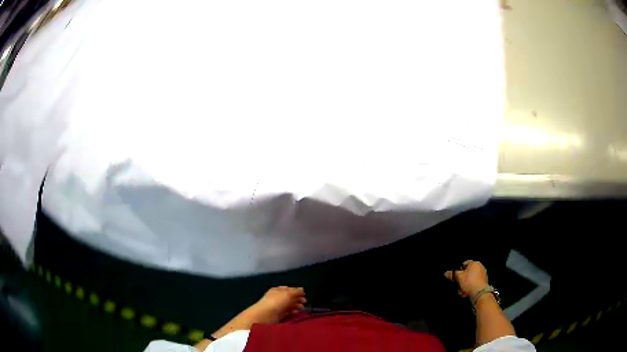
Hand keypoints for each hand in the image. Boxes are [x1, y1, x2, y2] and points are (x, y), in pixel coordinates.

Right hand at [444, 260, 488, 297]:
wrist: (479, 293)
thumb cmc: (469, 282)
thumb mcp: (459, 277)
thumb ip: (452, 274)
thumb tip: (446, 273)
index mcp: (475, 263)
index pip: (464, 264)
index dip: (458, 270)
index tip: (455, 277)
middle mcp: (480, 267)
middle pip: (467, 273)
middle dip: (461, 280)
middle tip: (458, 286)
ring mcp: (483, 275)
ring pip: (470, 280)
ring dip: (465, 286)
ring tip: (462, 292)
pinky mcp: (483, 283)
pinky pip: (474, 284)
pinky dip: (470, 288)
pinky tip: (466, 293)